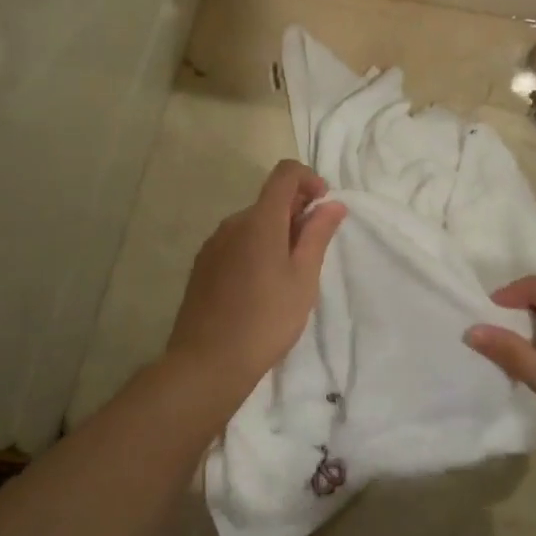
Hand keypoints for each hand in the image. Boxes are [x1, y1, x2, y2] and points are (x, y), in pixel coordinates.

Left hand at [164, 160, 345, 403]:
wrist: (207, 362)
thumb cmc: (266, 320)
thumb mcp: (303, 278)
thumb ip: (318, 235)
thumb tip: (332, 203)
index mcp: (260, 220)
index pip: (285, 174)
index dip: (309, 179)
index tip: (324, 206)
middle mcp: (232, 223)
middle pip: (269, 200)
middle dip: (296, 212)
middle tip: (313, 250)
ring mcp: (213, 244)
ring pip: (252, 223)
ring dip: (276, 233)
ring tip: (289, 274)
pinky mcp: (203, 265)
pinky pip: (236, 243)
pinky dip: (255, 249)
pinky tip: (261, 286)